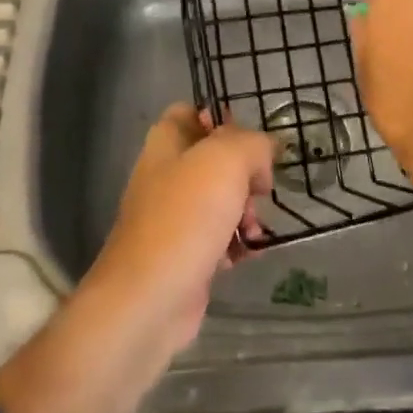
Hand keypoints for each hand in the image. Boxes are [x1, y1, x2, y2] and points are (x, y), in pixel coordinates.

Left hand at [83, 103, 272, 350]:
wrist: (148, 300)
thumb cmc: (185, 218)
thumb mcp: (226, 160)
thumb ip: (252, 144)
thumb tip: (264, 153)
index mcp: (166, 142)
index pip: (192, 112)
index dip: (222, 119)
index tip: (251, 140)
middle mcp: (166, 174)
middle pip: (215, 158)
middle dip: (246, 173)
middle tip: (260, 190)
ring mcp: (173, 216)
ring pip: (222, 199)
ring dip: (246, 211)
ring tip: (254, 229)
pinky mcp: (184, 254)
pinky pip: (220, 237)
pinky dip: (237, 243)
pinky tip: (247, 254)